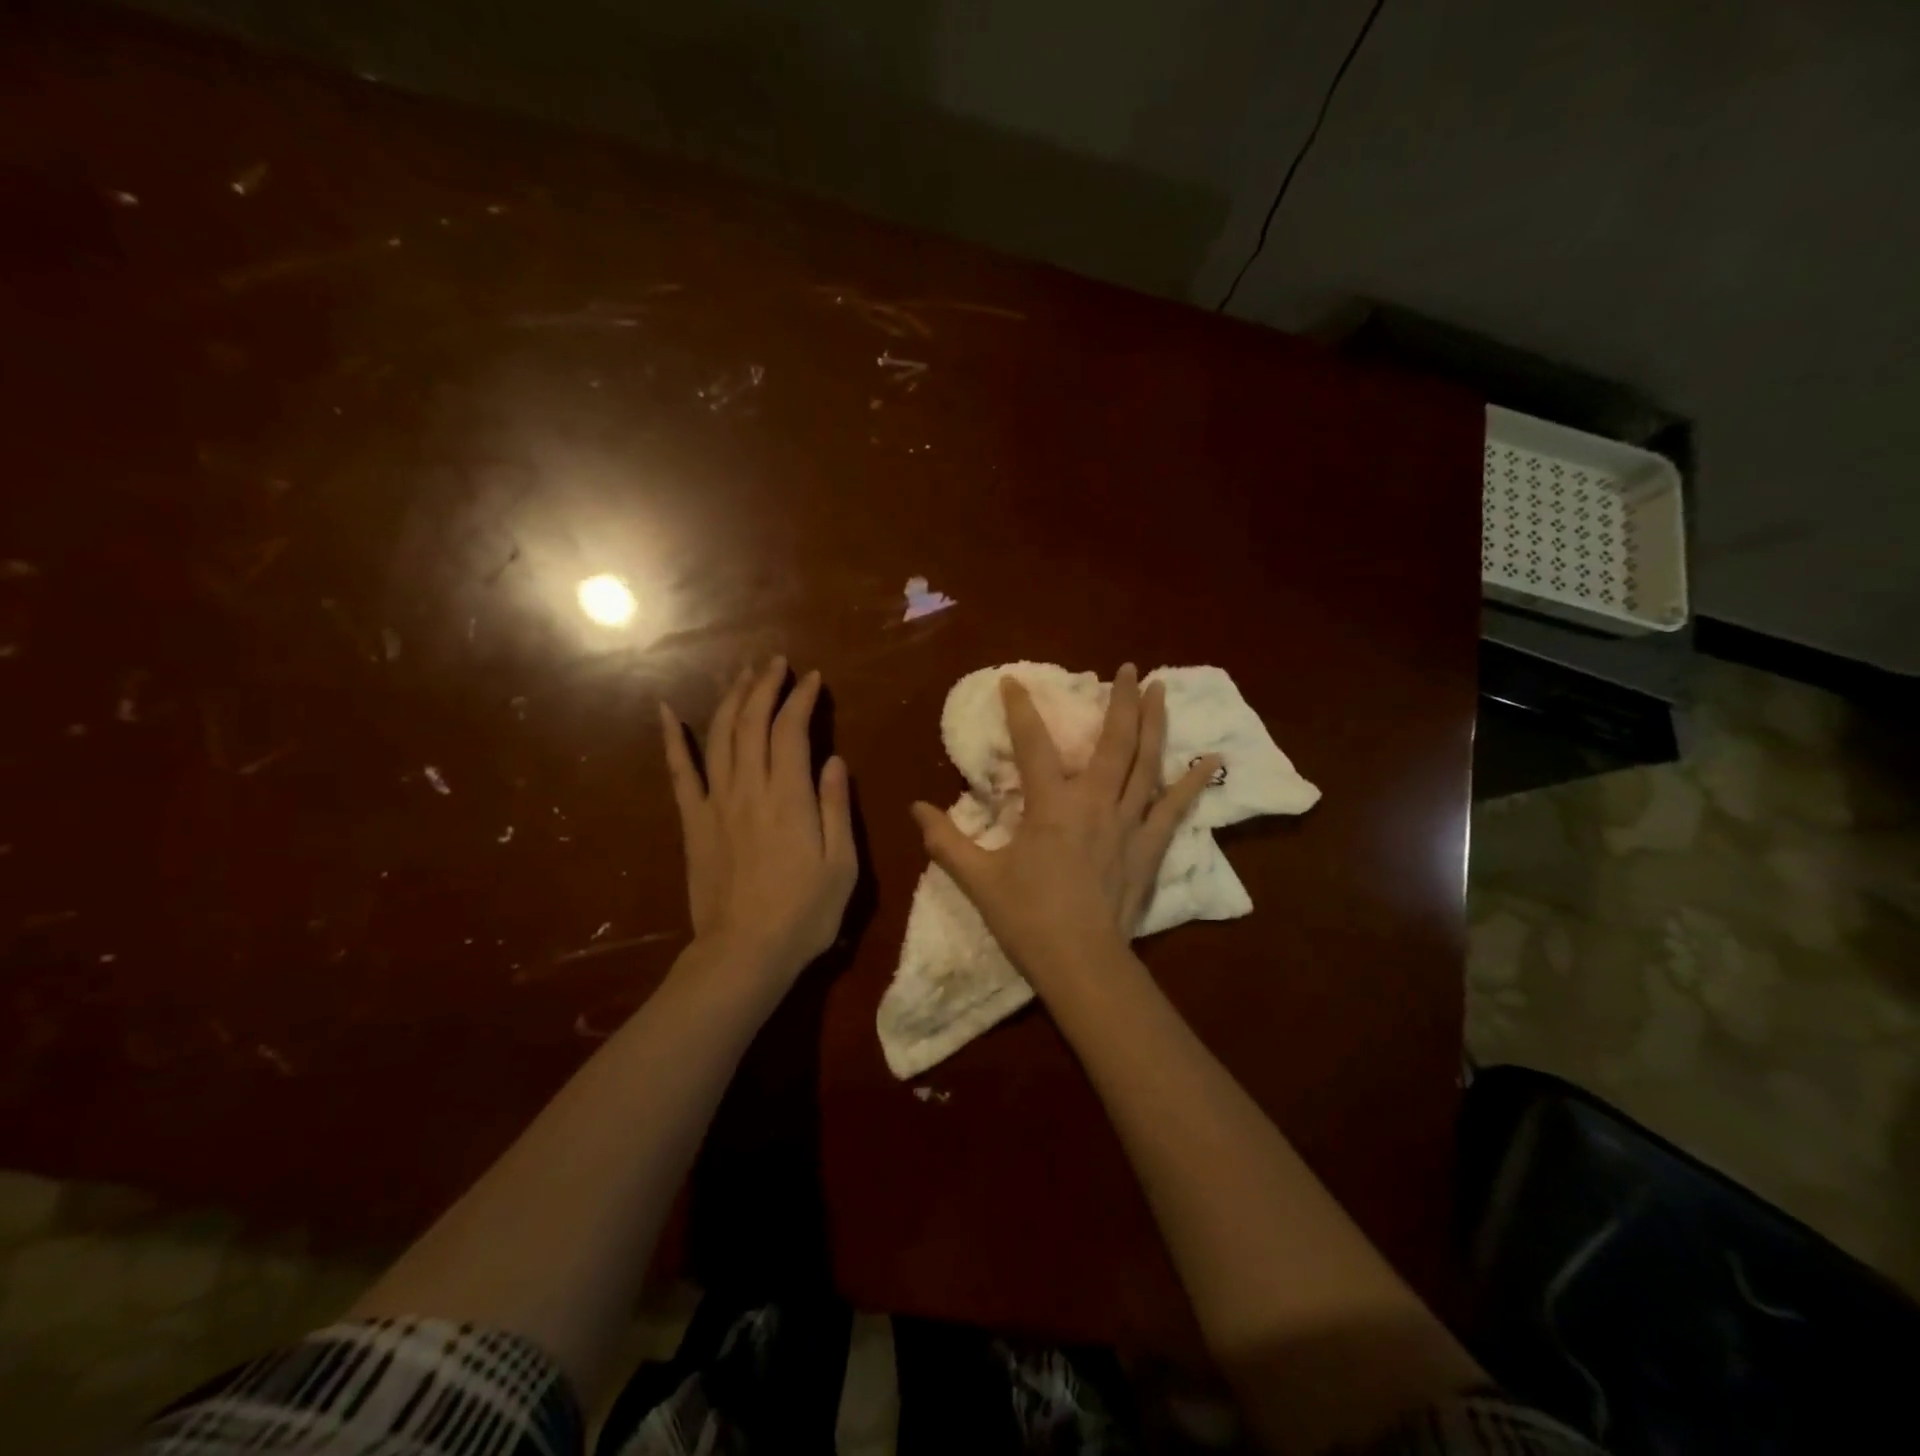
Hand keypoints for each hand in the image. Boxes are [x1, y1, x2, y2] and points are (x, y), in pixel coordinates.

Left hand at [661, 658, 856, 986]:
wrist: (744, 954)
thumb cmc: (804, 914)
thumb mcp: (841, 865)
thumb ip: (835, 808)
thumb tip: (833, 760)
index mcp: (789, 798)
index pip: (792, 730)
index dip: (802, 698)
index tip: (813, 677)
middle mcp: (750, 789)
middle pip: (752, 723)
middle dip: (765, 686)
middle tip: (775, 663)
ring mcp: (715, 804)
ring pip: (720, 737)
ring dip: (731, 700)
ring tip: (743, 674)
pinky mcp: (693, 823)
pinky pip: (679, 773)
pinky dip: (670, 739)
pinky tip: (664, 711)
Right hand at [911, 663, 1216, 988]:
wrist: (1081, 963)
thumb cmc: (1027, 918)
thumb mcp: (978, 879)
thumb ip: (945, 840)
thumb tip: (914, 808)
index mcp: (1052, 805)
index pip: (1033, 744)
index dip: (1020, 709)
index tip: (1013, 681)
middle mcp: (1096, 802)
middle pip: (1114, 741)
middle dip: (1121, 700)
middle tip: (1130, 668)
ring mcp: (1129, 823)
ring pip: (1147, 763)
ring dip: (1155, 723)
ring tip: (1162, 689)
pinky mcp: (1150, 847)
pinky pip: (1176, 808)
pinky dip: (1194, 782)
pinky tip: (1212, 759)